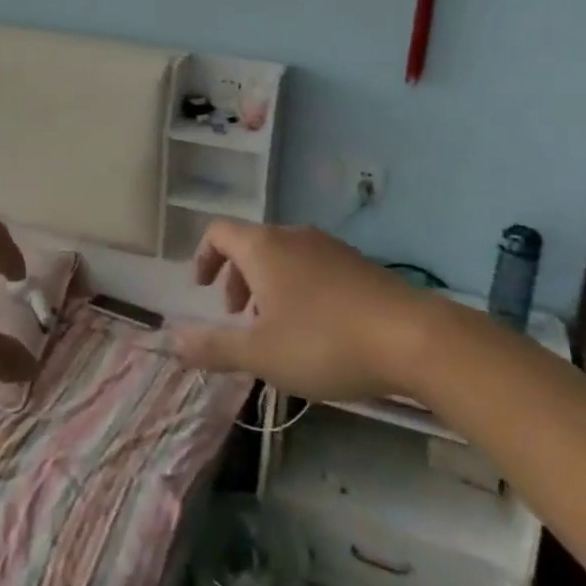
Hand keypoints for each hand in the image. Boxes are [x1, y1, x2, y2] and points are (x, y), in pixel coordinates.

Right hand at [169, 220, 420, 400]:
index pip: (218, 232)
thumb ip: (213, 346)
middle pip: (251, 245)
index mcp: (263, 247)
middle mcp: (293, 236)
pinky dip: (298, 289)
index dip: (203, 257)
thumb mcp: (260, 353)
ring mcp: (329, 247)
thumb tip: (172, 338)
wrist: (413, 338)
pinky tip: (317, 330)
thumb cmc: (324, 341)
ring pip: (283, 257)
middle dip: (236, 279)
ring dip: (268, 286)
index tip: (202, 290)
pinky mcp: (358, 263)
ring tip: (277, 329)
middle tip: (238, 318)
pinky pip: (313, 267)